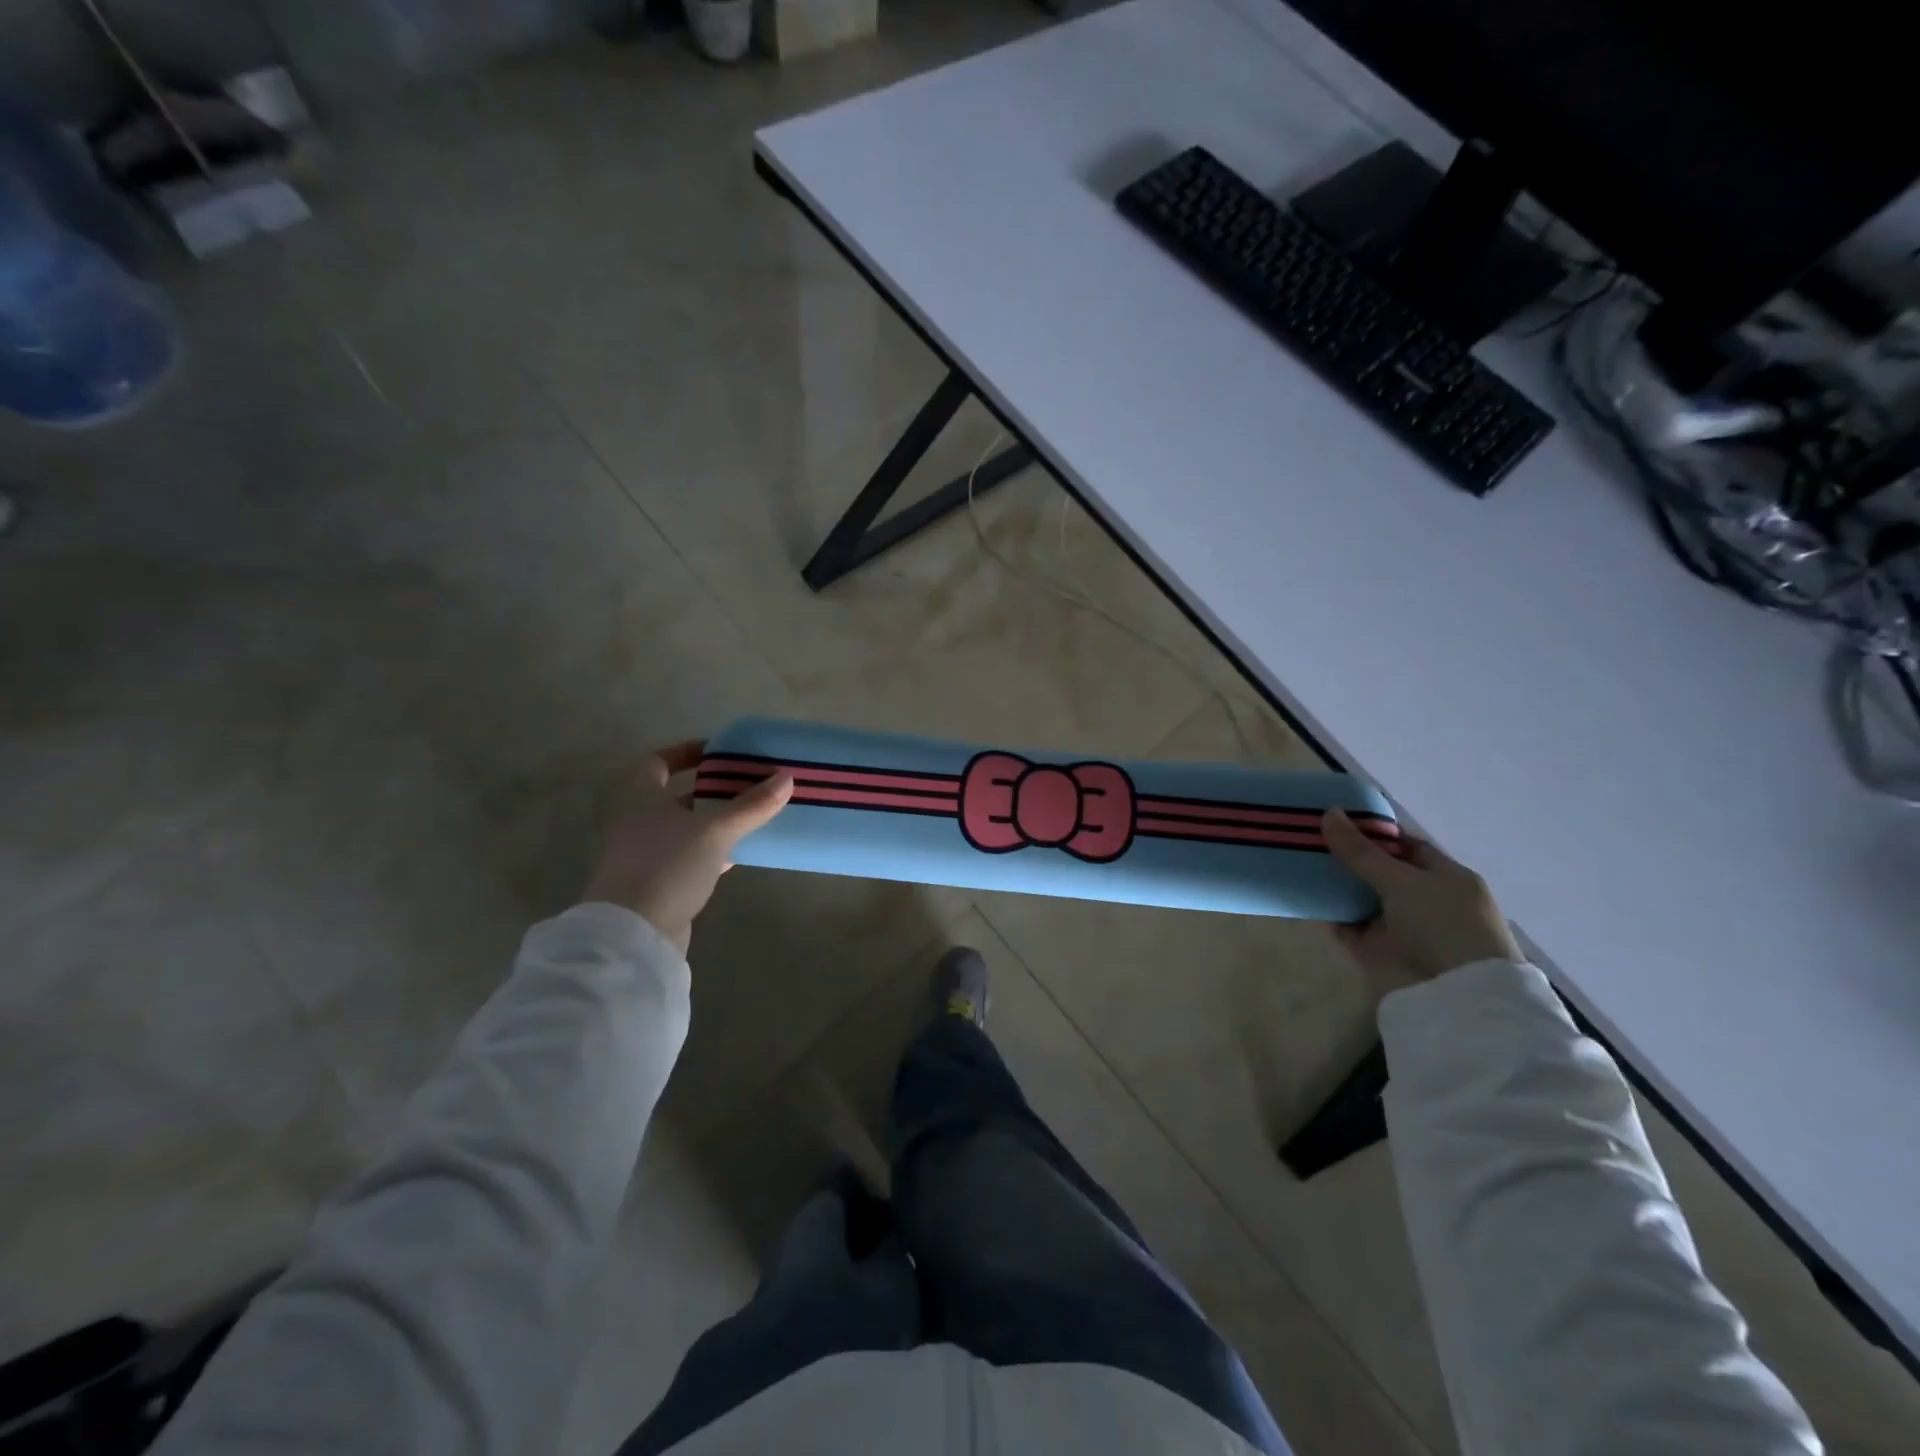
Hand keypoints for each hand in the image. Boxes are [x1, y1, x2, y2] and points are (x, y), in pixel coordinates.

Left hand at [582, 742, 792, 954]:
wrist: (633, 934)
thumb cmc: (667, 865)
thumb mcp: (715, 831)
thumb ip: (751, 805)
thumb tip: (787, 777)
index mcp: (639, 795)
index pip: (658, 761)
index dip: (687, 752)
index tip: (719, 753)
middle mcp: (635, 820)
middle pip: (674, 795)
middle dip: (709, 788)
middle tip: (746, 783)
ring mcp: (643, 854)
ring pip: (683, 827)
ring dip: (713, 820)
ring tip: (752, 814)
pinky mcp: (655, 882)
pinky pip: (688, 855)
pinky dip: (712, 849)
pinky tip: (740, 852)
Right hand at [1322, 809, 1521, 994]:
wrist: (1457, 997)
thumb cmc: (1443, 925)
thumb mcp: (1402, 880)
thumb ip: (1361, 851)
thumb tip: (1328, 812)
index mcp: (1446, 877)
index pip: (1406, 846)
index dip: (1373, 832)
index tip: (1336, 820)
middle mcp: (1425, 900)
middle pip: (1380, 871)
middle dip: (1348, 858)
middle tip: (1309, 838)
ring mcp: (1403, 927)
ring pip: (1363, 899)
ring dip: (1337, 886)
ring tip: (1299, 863)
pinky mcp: (1382, 952)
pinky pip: (1350, 927)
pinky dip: (1332, 915)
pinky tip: (1306, 899)